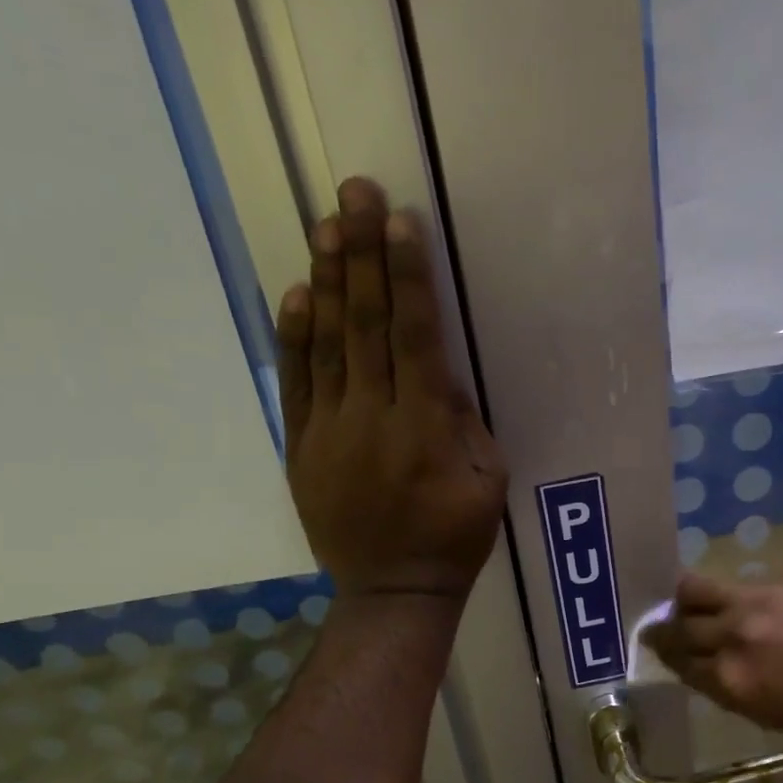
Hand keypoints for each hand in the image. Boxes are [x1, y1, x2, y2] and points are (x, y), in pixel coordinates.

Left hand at [276, 178, 507, 601]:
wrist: (392, 590)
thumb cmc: (454, 537)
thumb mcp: (488, 482)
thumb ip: (465, 422)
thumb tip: (437, 372)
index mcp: (425, 428)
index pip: (414, 336)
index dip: (406, 277)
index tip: (398, 222)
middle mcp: (373, 418)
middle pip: (365, 325)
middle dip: (361, 254)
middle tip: (353, 193)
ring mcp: (329, 431)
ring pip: (326, 344)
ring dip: (327, 281)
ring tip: (325, 225)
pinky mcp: (300, 447)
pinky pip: (295, 384)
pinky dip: (295, 336)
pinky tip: (297, 293)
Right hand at [644, 574, 782, 745]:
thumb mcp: (763, 712)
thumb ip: (725, 685)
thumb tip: (703, 665)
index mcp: (729, 678)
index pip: (676, 659)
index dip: (664, 653)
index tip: (659, 647)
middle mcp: (735, 634)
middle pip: (678, 623)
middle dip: (664, 627)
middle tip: (662, 627)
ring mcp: (759, 601)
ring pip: (698, 588)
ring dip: (688, 598)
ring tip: (690, 602)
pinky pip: (746, 586)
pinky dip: (740, 599)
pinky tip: (758, 608)